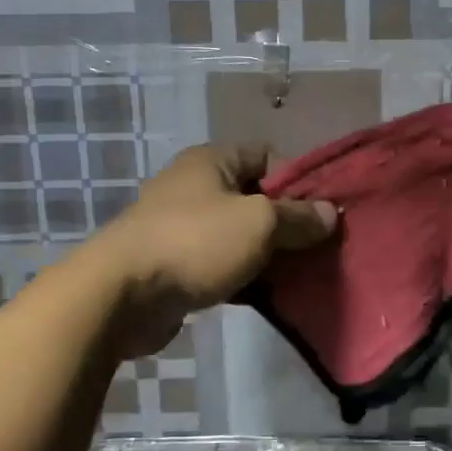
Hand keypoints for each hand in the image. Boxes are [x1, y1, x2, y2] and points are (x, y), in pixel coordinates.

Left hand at [91, 144, 336, 355]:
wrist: (121, 295)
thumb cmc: (195, 242)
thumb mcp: (259, 223)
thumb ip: (299, 217)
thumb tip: (330, 213)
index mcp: (212, 161)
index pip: (267, 155)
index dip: (297, 179)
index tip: (320, 210)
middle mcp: (195, 186)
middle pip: (255, 196)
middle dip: (287, 221)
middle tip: (317, 247)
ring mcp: (182, 226)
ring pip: (240, 233)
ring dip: (268, 252)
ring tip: (300, 274)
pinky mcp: (175, 264)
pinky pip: (221, 262)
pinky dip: (244, 274)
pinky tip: (268, 294)